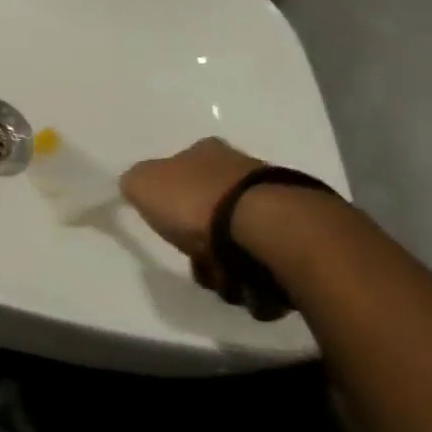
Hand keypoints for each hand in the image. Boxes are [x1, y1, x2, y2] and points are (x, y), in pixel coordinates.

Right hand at [121, 137, 261, 289]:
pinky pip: (263, 255)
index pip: (182, 168)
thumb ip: (136, 183)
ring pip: (237, 233)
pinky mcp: (295, 229)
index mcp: (205, 150)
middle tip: (194, 256)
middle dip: (201, 235)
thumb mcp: (143, 184)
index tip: (169, 221)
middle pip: (211, 205)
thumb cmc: (196, 200)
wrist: (263, 227)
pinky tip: (244, 280)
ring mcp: (272, 197)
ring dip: (225, 258)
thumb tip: (139, 187)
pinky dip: (251, 271)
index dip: (172, 197)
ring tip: (220, 275)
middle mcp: (241, 166)